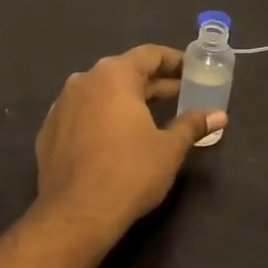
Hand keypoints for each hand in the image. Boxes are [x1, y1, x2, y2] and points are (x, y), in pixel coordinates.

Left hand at [33, 45, 223, 249]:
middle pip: (124, 72)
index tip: (192, 70)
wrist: (76, 213)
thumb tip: (219, 115)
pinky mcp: (49, 131)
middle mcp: (83, 81)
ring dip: (126, 100)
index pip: (148, 55)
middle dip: (153, 83)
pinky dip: (102, 118)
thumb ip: (192, 125)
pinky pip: (82, 114)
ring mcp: (61, 106)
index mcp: (113, 76)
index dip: (173, 60)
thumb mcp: (169, 148)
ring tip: (151, 115)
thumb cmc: (130, 173)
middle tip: (181, 94)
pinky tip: (117, 137)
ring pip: (100, 93)